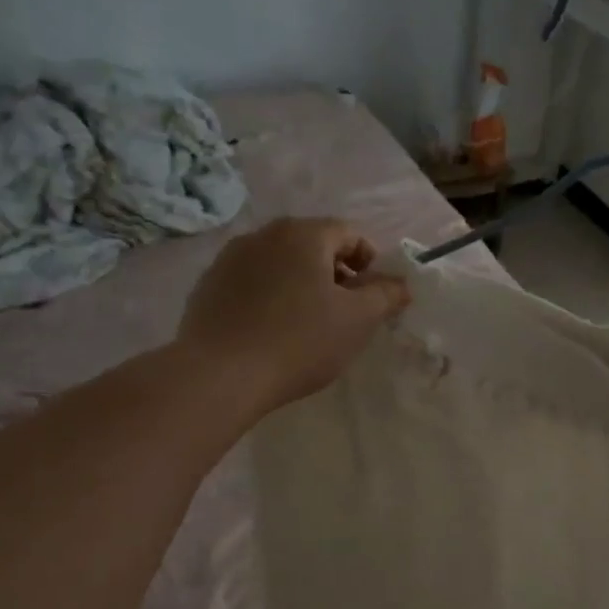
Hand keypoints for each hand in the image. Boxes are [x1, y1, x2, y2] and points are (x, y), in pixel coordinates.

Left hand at [178, 217, 410, 415]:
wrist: (220, 375)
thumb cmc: (299, 342)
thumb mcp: (358, 320)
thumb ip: (386, 295)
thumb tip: (400, 283)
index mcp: (303, 234)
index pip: (349, 234)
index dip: (370, 263)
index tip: (374, 298)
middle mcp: (264, 234)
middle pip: (313, 245)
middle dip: (336, 273)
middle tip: (345, 312)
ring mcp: (230, 258)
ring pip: (280, 263)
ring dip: (302, 285)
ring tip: (308, 324)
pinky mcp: (208, 286)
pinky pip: (252, 283)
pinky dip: (270, 297)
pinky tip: (272, 332)